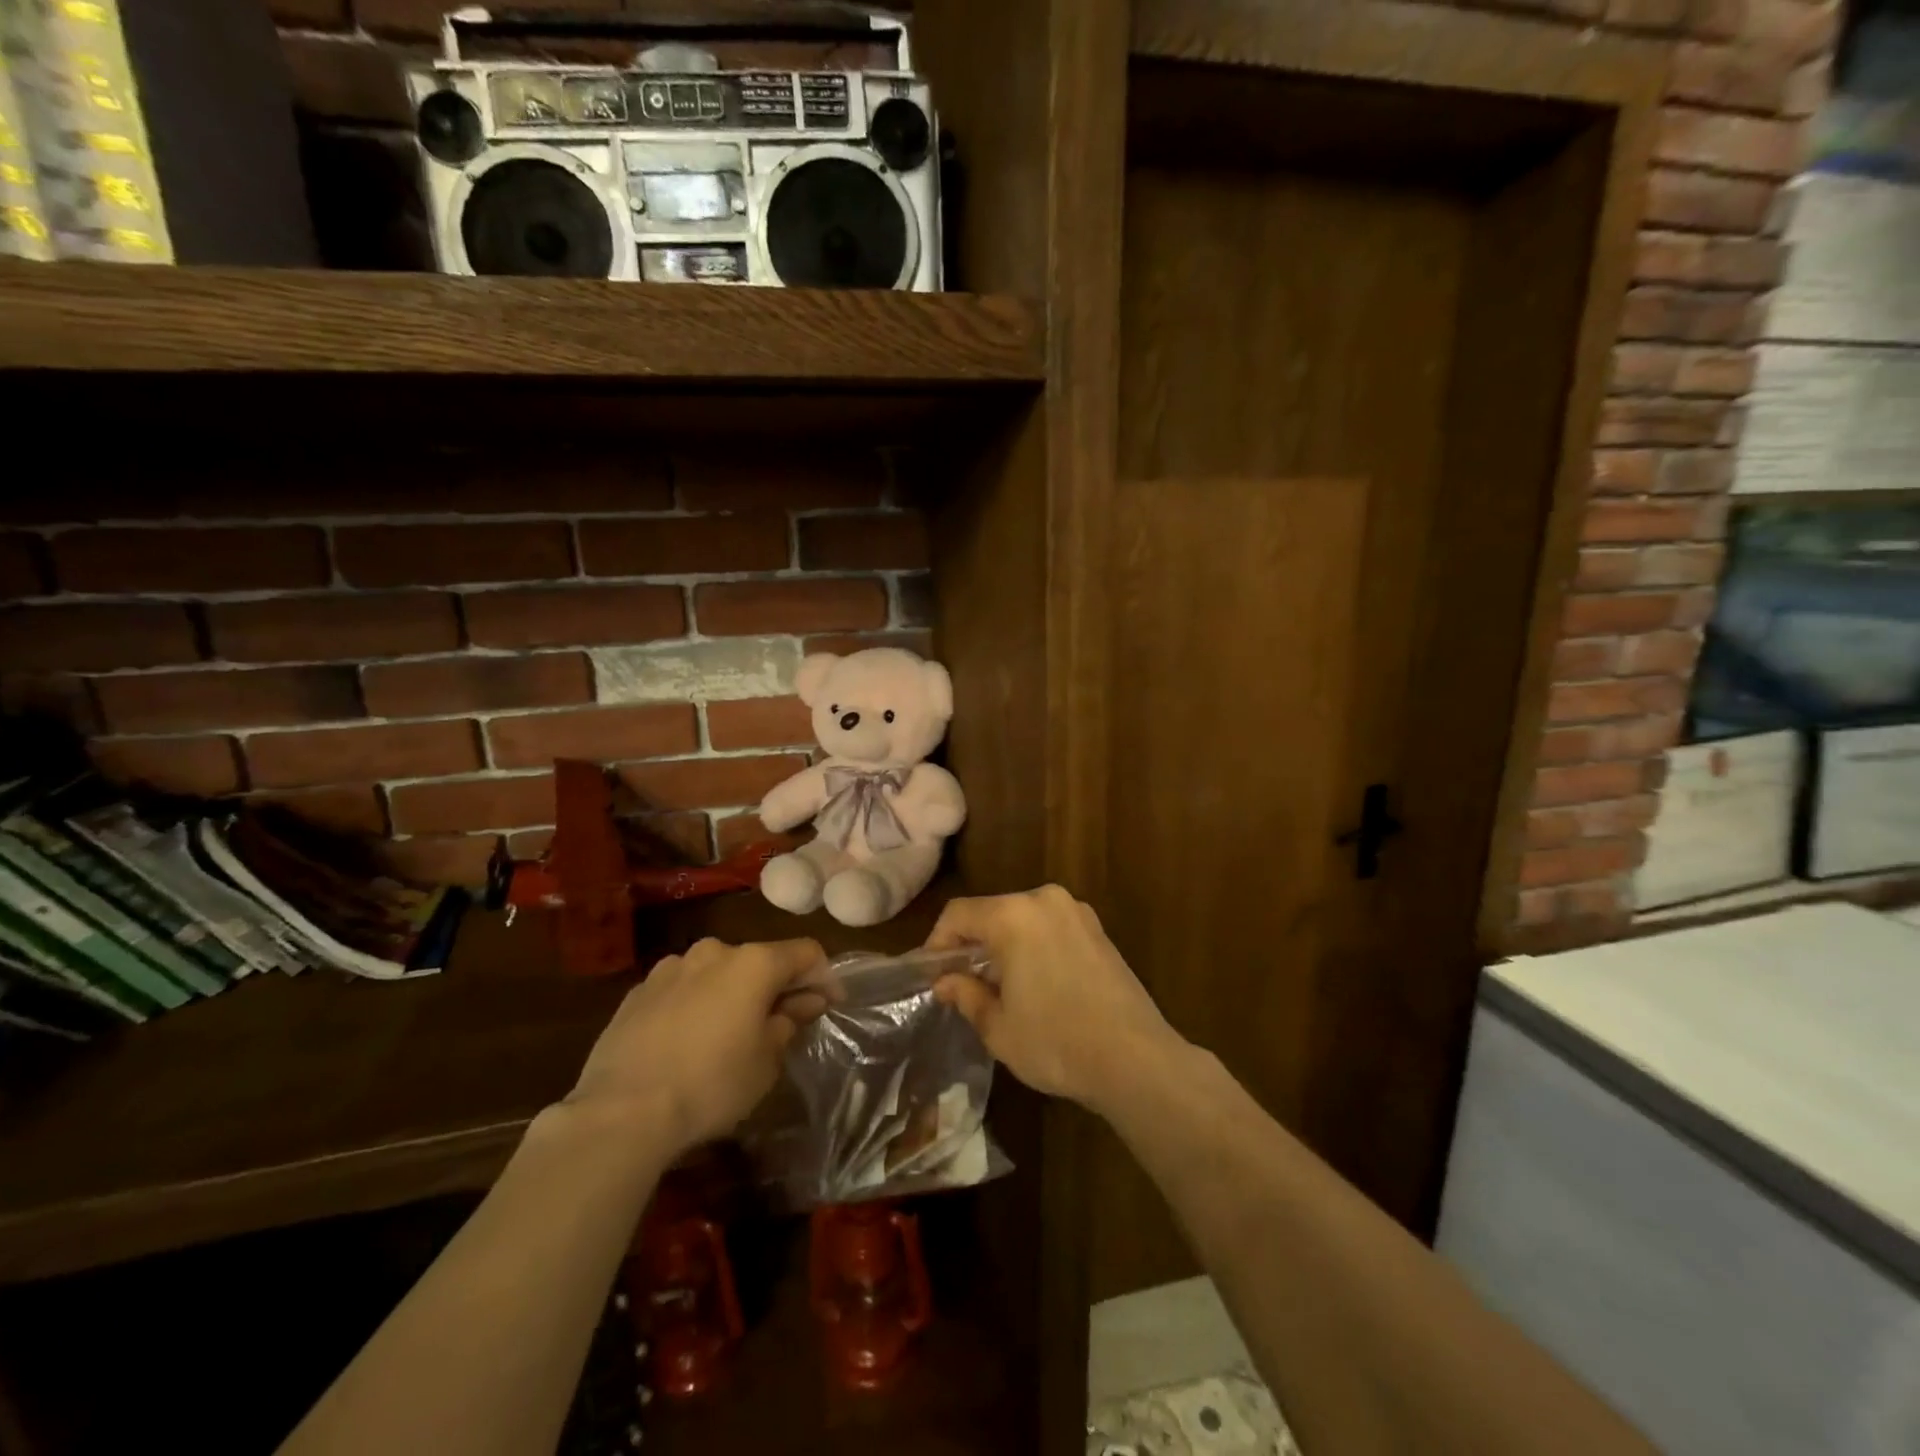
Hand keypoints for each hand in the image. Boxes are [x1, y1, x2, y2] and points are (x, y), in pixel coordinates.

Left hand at [562, 937, 826, 1159]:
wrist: (621, 1112)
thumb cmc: (711, 1084)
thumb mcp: (766, 1061)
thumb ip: (789, 1022)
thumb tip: (804, 1002)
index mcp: (753, 963)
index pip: (806, 953)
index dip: (825, 976)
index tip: (830, 1004)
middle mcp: (714, 951)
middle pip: (759, 960)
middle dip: (775, 986)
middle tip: (781, 1023)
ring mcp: (671, 968)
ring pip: (717, 973)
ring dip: (732, 993)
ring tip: (728, 1033)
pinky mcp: (638, 991)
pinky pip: (682, 989)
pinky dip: (696, 1004)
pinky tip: (688, 1041)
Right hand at [926, 886, 1186, 1115]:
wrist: (1135, 1059)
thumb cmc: (1056, 1042)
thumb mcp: (998, 1027)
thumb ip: (966, 994)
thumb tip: (946, 981)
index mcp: (1014, 916)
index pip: (959, 914)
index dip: (938, 942)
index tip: (933, 975)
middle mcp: (1045, 900)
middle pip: (992, 911)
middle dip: (972, 944)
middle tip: (962, 983)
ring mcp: (1077, 912)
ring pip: (1022, 919)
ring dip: (1003, 945)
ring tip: (998, 987)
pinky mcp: (1099, 930)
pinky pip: (1050, 927)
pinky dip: (1033, 946)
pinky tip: (1036, 984)